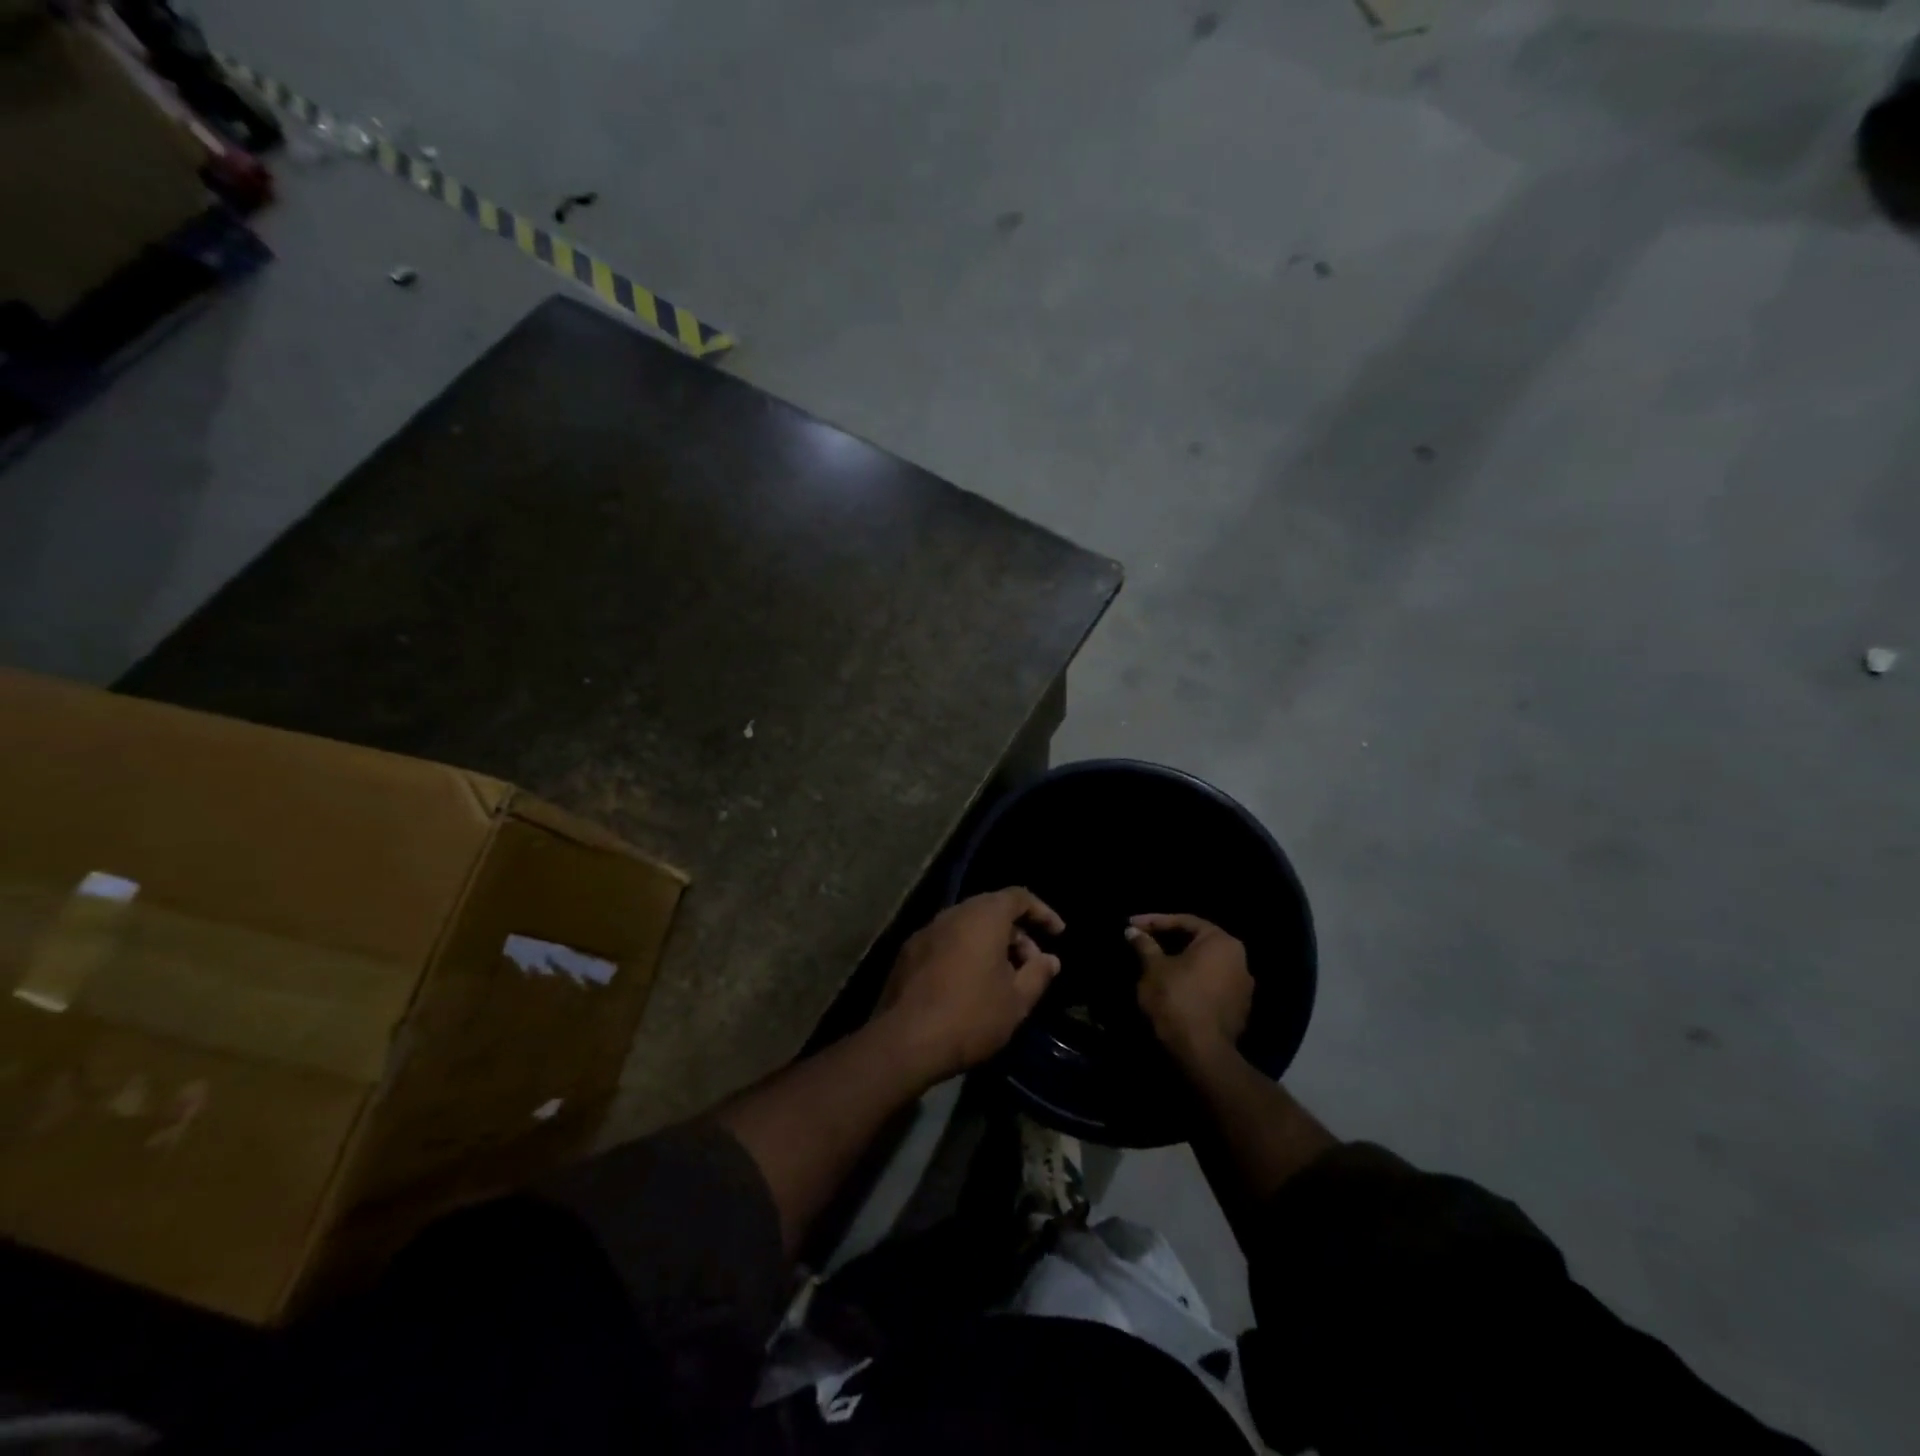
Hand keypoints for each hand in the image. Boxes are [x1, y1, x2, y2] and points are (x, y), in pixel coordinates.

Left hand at [880, 889, 1065, 1081]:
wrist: (905, 1041)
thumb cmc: (971, 1016)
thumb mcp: (1017, 1001)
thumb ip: (1037, 974)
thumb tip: (1049, 959)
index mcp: (983, 916)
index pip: (1018, 897)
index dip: (1041, 912)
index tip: (1058, 933)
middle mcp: (952, 914)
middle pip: (991, 909)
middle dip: (1016, 933)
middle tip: (1031, 964)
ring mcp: (926, 931)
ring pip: (966, 926)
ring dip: (989, 944)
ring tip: (1003, 978)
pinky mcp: (908, 952)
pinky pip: (946, 941)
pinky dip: (964, 952)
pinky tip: (969, 985)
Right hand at [1128, 913, 1253, 1069]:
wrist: (1201, 1053)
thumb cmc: (1176, 999)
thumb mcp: (1153, 967)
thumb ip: (1145, 944)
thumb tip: (1133, 931)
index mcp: (1221, 942)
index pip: (1184, 921)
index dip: (1154, 921)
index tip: (1131, 924)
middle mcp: (1239, 959)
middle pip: (1198, 942)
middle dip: (1168, 940)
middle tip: (1143, 941)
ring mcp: (1243, 987)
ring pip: (1205, 965)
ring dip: (1180, 961)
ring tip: (1154, 963)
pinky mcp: (1239, 1010)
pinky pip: (1211, 985)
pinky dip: (1191, 981)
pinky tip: (1172, 987)